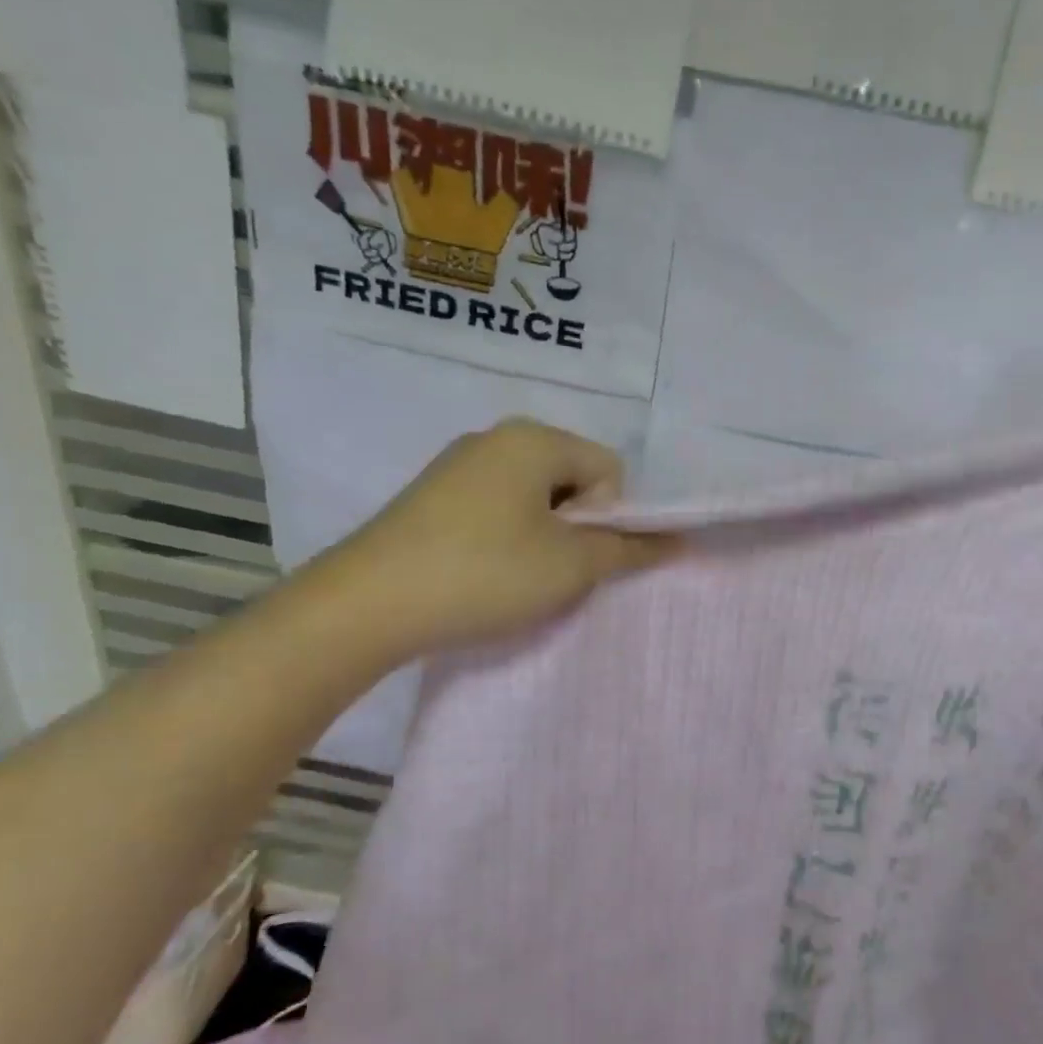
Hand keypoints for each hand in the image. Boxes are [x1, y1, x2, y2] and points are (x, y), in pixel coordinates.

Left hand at [321, 418, 676, 658]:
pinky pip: (498, 506)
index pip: (609, 469)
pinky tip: (487, 571)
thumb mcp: (570, 565)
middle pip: (572, 478)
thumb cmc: (484, 573)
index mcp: (533, 439)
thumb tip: (675, 540)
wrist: (366, 605)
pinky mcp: (433, 495)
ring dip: (546, 535)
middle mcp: (496, 438)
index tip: (581, 555)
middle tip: (555, 570)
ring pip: (535, 496)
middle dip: (579, 525)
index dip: (611, 515)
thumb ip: (629, 549)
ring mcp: (459, 464)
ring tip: (520, 576)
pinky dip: (509, 536)